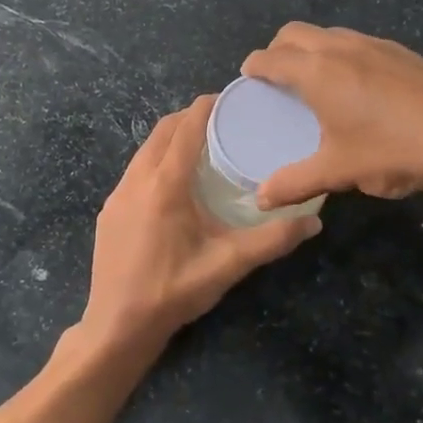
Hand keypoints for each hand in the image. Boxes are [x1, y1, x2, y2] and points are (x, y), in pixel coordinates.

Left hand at [84, 97, 320, 348]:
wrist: (117, 326)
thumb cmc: (173, 291)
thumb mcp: (227, 265)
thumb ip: (271, 241)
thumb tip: (313, 221)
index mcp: (164, 185)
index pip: (185, 129)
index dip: (206, 107)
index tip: (229, 97)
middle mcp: (136, 180)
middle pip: (161, 131)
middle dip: (188, 117)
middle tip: (221, 119)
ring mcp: (117, 195)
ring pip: (145, 150)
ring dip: (170, 138)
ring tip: (200, 145)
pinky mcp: (109, 211)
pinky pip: (135, 171)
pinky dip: (155, 160)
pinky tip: (173, 181)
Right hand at [241, 24, 422, 213]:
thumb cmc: (394, 151)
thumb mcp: (339, 172)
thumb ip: (294, 183)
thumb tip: (260, 199)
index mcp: (316, 71)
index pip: (270, 57)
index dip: (253, 67)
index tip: (247, 80)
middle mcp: (340, 47)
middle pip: (294, 33)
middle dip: (277, 50)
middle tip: (276, 80)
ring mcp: (374, 44)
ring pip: (328, 34)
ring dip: (310, 49)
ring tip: (314, 83)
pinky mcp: (402, 51)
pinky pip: (356, 42)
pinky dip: (340, 54)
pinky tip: (357, 88)